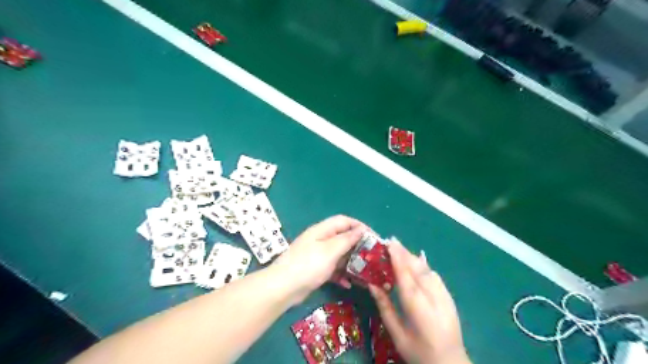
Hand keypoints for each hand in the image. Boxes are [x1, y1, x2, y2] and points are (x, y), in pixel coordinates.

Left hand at [272, 216, 366, 304]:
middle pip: (342, 237)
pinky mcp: (315, 269)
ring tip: (365, 271)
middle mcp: (320, 240)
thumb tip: (361, 229)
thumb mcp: (330, 250)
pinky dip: (341, 274)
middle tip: (372, 256)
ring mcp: (317, 255)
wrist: (283, 288)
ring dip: (351, 261)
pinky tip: (349, 284)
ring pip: (339, 254)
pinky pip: (332, 268)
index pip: (344, 221)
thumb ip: (347, 239)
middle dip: (357, 245)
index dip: (359, 226)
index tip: (373, 237)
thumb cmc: (308, 265)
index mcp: (322, 230)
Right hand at [369, 240, 471, 363]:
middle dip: (404, 252)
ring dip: (412, 257)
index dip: (397, 256)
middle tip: (391, 241)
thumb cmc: (418, 351)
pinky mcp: (449, 296)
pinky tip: (417, 262)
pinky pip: (434, 275)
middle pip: (416, 267)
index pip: (404, 273)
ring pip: (426, 268)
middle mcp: (431, 294)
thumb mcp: (396, 332)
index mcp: (416, 304)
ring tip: (401, 250)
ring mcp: (443, 294)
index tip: (389, 242)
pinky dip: (423, 265)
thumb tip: (372, 284)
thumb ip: (384, 306)